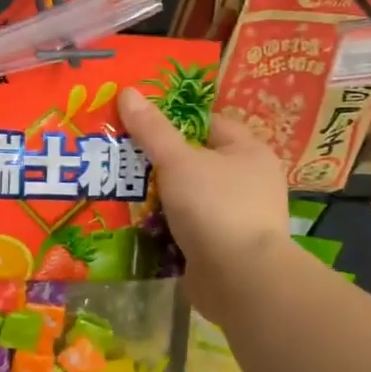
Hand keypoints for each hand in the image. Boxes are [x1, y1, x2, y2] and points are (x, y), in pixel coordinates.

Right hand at [117, 87, 290, 315]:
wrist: (240, 280)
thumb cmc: (215, 206)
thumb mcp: (178, 160)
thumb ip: (152, 129)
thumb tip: (128, 91)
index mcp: (249, 152)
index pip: (209, 123)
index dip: (175, 121)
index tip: (140, 124)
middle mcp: (250, 182)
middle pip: (196, 161)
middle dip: (161, 162)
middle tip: (122, 156)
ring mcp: (238, 218)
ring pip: (190, 196)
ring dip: (160, 197)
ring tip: (121, 189)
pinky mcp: (223, 249)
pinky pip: (188, 228)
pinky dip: (166, 226)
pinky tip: (136, 224)